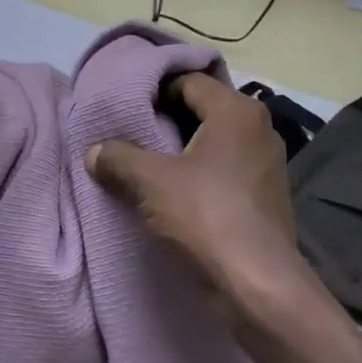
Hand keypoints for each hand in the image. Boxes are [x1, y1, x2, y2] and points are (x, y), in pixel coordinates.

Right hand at [86, 73, 305, 310]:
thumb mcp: (150, 181)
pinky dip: (198, 173)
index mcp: (236, 111)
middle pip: (202, 110)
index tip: (126, 107)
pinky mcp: (264, 194)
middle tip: (130, 133)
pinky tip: (172, 191)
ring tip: (146, 163)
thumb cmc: (205, 215)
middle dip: (165, 121)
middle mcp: (258, 128)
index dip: (154, 90)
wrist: (256, 281)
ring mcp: (266, 163)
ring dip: (181, 150)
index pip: (189, 82)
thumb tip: (94, 151)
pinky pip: (223, 169)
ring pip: (213, 142)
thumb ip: (118, 158)